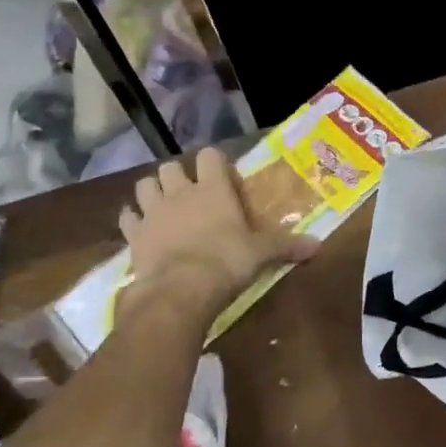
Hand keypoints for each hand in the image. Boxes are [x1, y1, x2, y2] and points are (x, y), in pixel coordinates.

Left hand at [116, 148, 319, 325]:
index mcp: (213, 188)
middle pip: (170, 167)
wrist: (179, 291)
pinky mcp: (133, 235)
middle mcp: (181, 192)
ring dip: (152, 191)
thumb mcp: (262, 254)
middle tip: (190, 192)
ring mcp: (153, 212)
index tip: (222, 174)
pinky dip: (133, 220)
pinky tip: (141, 230)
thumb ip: (287, 246)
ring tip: (162, 205)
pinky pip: (127, 218)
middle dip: (177, 176)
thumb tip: (319, 246)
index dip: (214, 161)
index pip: (210, 156)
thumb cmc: (227, 261)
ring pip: (144, 186)